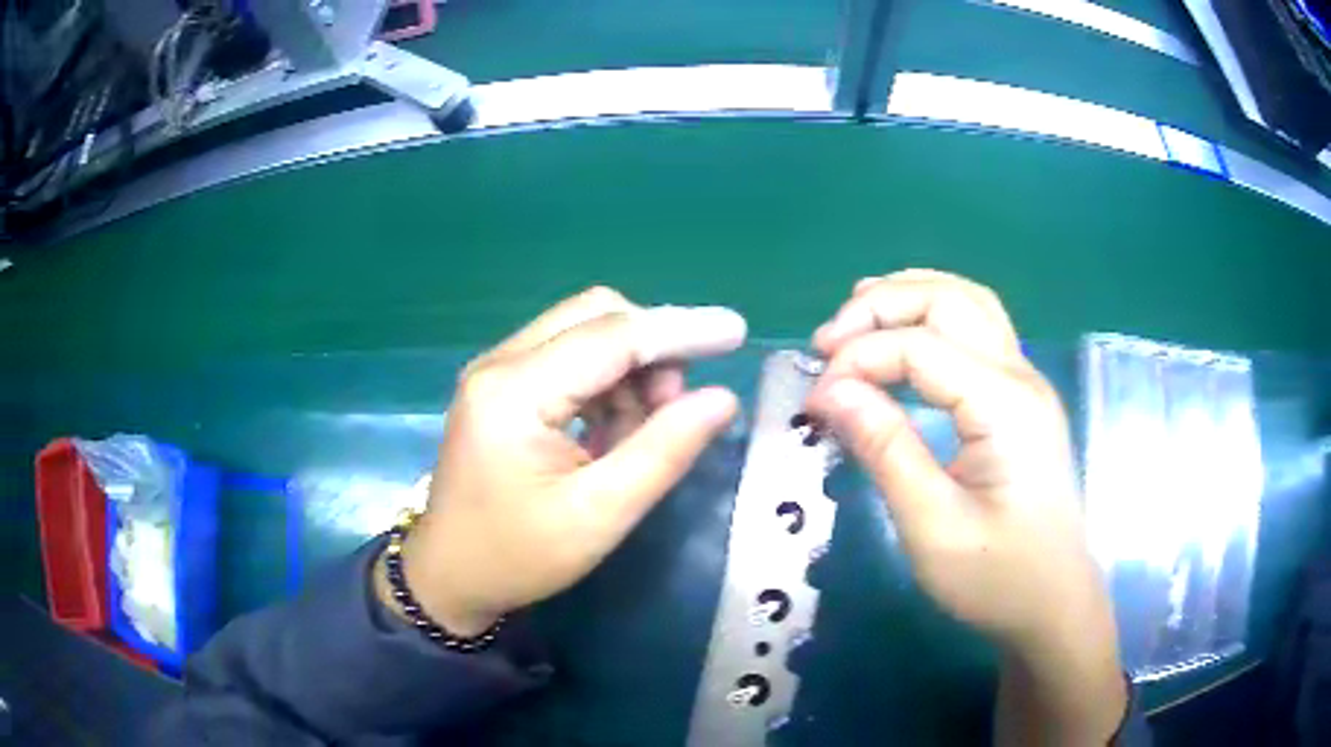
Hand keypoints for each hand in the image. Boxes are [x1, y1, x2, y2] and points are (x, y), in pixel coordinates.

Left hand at [379, 288, 746, 634]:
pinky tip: (610, 432)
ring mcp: (495, 370)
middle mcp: (499, 363)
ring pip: (583, 331)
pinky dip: (605, 382)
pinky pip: (567, 357)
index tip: (736, 332)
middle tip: (678, 407)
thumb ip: (663, 452)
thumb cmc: (519, 556)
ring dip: (629, 368)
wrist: (449, 575)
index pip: (612, 335)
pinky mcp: (500, 385)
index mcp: (514, 392)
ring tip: (640, 433)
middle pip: (595, 315)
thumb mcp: (600, 515)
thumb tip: (722, 399)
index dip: (680, 330)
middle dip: (652, 348)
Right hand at [806, 270, 1123, 743]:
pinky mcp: (1020, 399)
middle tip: (827, 342)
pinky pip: (977, 330)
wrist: (1054, 606)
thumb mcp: (933, 527)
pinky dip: (933, 317)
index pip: (920, 346)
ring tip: (856, 316)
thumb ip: (885, 450)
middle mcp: (1021, 376)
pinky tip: (903, 334)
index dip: (859, 359)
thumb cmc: (997, 579)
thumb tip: (829, 391)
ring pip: (969, 303)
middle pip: (949, 300)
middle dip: (882, 306)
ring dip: (910, 297)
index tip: (814, 399)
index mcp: (1004, 405)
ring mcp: (1026, 383)